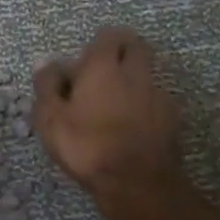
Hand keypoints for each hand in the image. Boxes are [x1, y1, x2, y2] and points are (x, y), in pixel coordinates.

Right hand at [34, 28, 185, 209]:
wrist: (138, 183)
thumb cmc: (87, 146)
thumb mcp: (51, 118)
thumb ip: (47, 86)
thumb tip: (47, 63)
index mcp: (104, 67)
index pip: (108, 36)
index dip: (96, 45)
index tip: (83, 62)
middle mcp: (136, 73)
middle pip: (136, 46)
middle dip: (121, 51)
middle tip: (102, 73)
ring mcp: (158, 95)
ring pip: (147, 74)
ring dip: (132, 80)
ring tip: (113, 105)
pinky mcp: (172, 119)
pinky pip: (156, 101)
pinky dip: (144, 105)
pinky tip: (131, 126)